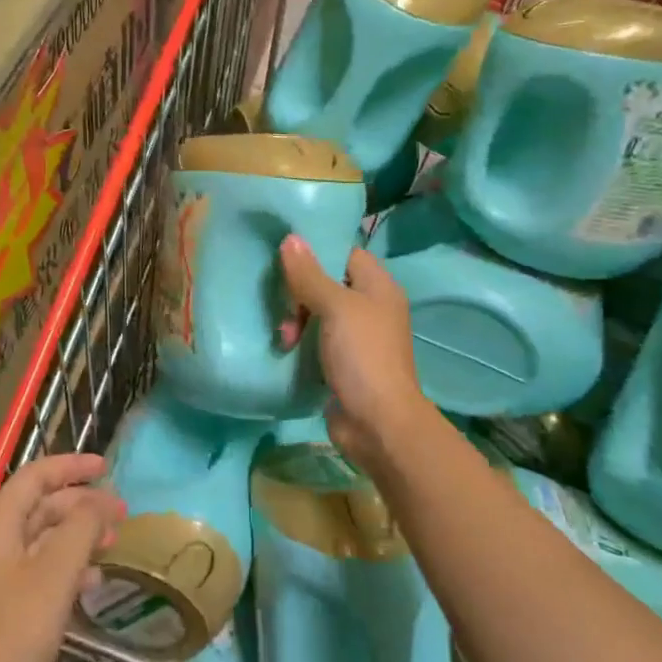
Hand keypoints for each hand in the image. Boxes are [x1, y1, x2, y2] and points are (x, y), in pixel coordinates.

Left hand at [0, 454, 125, 661]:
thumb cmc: (14, 632)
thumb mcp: (55, 573)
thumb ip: (80, 529)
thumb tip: (97, 503)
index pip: (34, 478)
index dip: (70, 467)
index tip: (105, 467)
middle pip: (39, 508)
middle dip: (81, 504)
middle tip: (120, 511)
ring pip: (42, 541)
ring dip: (78, 536)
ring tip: (112, 544)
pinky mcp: (2, 610)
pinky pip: (39, 572)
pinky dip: (68, 568)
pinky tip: (91, 583)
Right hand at [279, 236, 433, 474]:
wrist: (377, 423)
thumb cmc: (362, 356)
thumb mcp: (335, 308)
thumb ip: (310, 274)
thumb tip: (290, 238)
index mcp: (378, 287)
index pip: (344, 254)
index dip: (316, 252)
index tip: (284, 257)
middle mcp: (370, 307)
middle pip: (326, 283)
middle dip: (299, 294)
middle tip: (285, 311)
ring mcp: (357, 338)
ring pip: (317, 313)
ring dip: (296, 321)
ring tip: (285, 339)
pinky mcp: (343, 363)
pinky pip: (315, 341)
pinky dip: (300, 343)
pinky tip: (285, 350)